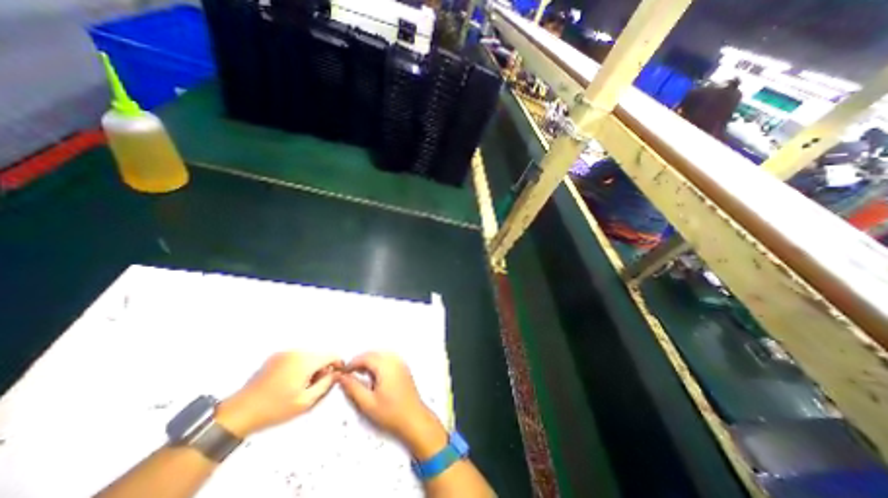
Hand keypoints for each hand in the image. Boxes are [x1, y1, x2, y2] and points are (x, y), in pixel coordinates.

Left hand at [216, 352, 340, 437]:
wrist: (238, 413)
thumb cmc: (274, 409)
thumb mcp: (306, 402)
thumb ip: (326, 384)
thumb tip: (336, 373)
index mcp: (305, 360)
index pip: (332, 355)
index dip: (338, 364)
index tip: (336, 376)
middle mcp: (297, 351)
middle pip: (320, 354)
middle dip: (322, 368)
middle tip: (315, 386)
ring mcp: (285, 352)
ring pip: (309, 356)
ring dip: (311, 367)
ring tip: (300, 385)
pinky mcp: (276, 356)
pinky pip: (297, 357)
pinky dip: (300, 366)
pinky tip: (289, 382)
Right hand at [339, 354, 446, 459]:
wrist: (414, 418)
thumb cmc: (390, 412)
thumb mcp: (368, 403)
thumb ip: (353, 387)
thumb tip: (341, 377)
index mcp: (386, 366)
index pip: (366, 357)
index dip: (352, 363)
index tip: (343, 372)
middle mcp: (394, 360)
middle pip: (374, 354)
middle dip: (360, 361)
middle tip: (349, 374)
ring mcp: (400, 363)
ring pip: (381, 355)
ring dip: (369, 362)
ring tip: (360, 376)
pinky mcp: (403, 368)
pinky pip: (388, 359)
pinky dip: (378, 364)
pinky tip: (373, 376)